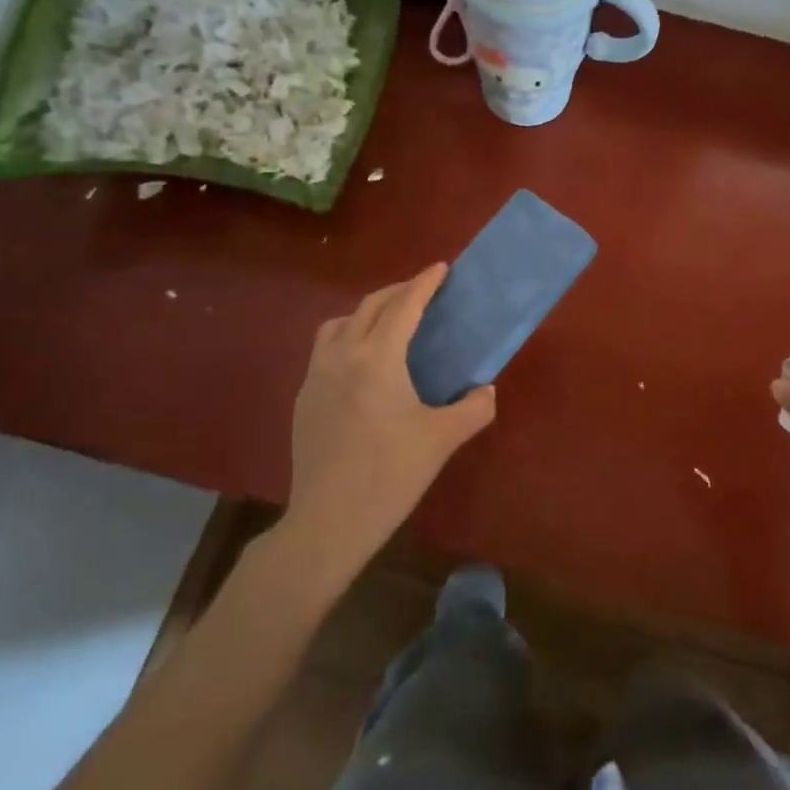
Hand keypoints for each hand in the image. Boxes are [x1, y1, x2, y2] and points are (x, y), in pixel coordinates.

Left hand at [283, 264, 496, 573]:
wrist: (328, 521)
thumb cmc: (389, 475)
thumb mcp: (442, 440)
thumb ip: (473, 408)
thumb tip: (486, 390)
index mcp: (377, 359)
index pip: (403, 307)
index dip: (424, 283)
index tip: (441, 268)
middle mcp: (342, 356)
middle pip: (369, 307)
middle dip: (397, 292)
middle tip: (422, 291)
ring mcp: (316, 377)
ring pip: (339, 325)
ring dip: (366, 313)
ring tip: (388, 324)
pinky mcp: (303, 399)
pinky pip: (325, 350)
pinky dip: (348, 339)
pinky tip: (362, 366)